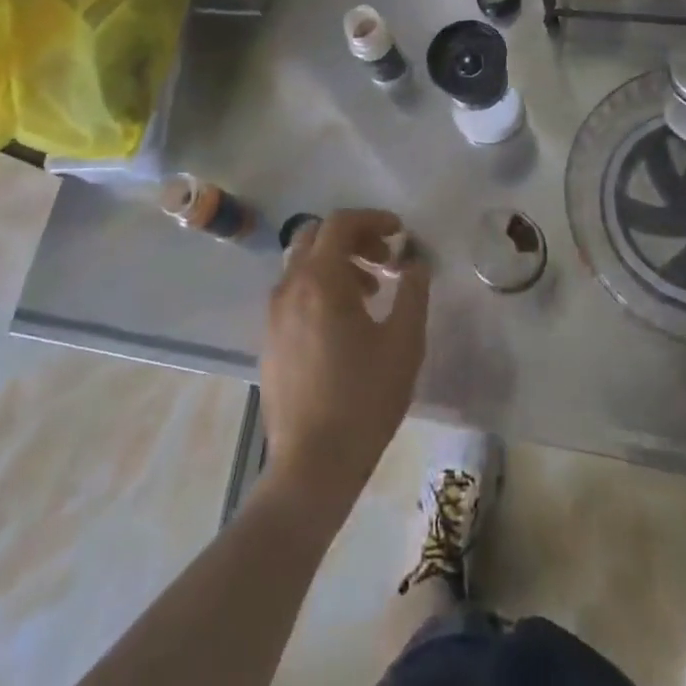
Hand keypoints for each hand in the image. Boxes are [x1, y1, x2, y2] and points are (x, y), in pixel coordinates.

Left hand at [261, 209, 428, 509]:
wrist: (312, 465)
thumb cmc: (364, 399)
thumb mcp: (404, 342)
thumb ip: (413, 291)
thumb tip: (415, 261)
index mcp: (320, 279)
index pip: (341, 223)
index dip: (373, 219)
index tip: (400, 233)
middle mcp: (290, 286)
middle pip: (316, 236)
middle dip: (353, 238)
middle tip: (384, 259)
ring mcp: (274, 313)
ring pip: (302, 264)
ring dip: (336, 263)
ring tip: (370, 293)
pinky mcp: (270, 338)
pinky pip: (294, 292)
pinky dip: (319, 287)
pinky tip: (344, 323)